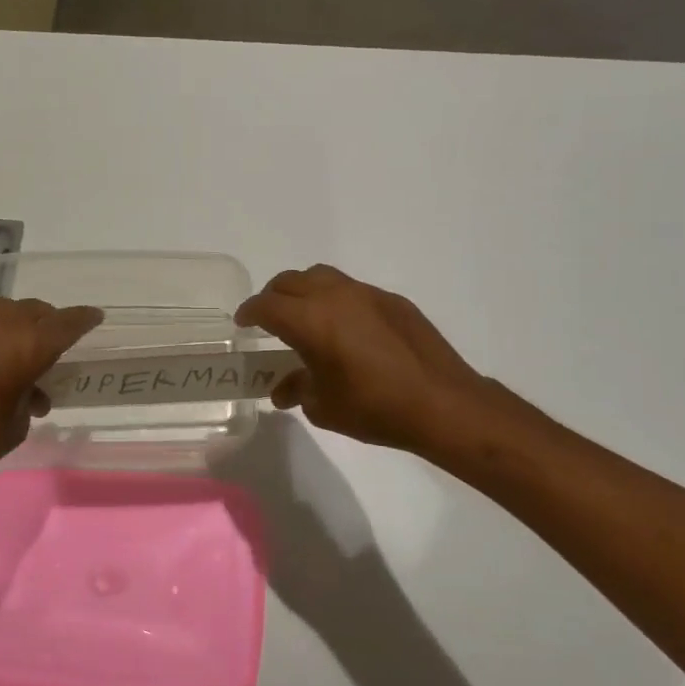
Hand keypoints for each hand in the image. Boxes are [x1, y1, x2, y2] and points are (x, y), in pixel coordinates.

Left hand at [0, 298, 101, 505]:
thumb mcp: (16, 425)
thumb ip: (30, 396)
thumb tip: (28, 390)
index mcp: (26, 344)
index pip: (67, 323)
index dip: (84, 320)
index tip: (95, 318)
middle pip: (34, 311)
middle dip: (48, 324)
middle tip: (53, 348)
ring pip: (2, 314)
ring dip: (16, 330)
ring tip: (15, 361)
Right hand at [236, 265, 502, 455]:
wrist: (441, 403)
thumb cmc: (373, 407)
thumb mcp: (324, 407)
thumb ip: (297, 389)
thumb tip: (283, 389)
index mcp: (310, 320)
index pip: (266, 306)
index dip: (249, 312)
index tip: (243, 323)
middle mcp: (335, 296)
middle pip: (291, 282)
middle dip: (274, 297)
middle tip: (269, 319)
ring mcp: (367, 294)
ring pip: (322, 277)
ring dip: (305, 291)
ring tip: (305, 316)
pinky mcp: (393, 301)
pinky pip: (353, 290)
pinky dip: (337, 301)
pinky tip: (347, 329)